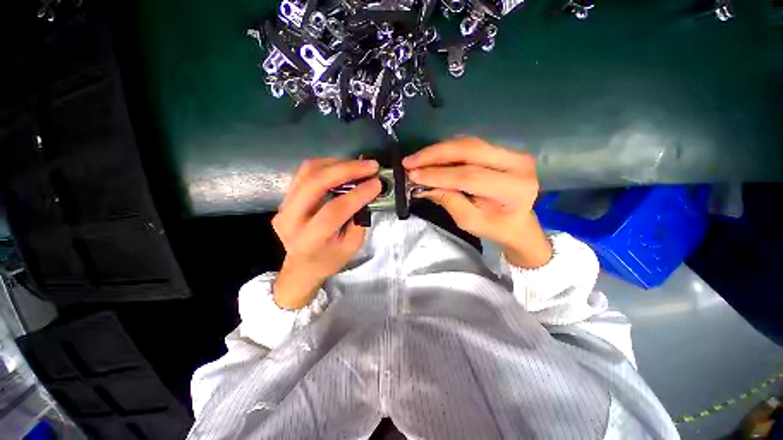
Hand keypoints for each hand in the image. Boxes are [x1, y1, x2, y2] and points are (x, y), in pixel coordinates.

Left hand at [272, 158, 381, 308]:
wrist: (302, 265)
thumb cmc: (329, 259)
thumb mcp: (351, 246)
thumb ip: (359, 220)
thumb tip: (368, 192)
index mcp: (309, 239)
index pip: (334, 210)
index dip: (357, 194)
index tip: (377, 183)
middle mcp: (290, 219)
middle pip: (316, 183)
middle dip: (347, 169)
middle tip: (370, 165)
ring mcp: (283, 206)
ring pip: (308, 172)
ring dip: (337, 163)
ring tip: (359, 165)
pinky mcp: (285, 197)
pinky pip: (305, 173)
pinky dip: (327, 165)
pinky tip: (343, 168)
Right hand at [403, 137, 551, 267]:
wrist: (518, 222)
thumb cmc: (495, 228)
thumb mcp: (469, 221)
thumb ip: (448, 200)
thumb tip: (422, 185)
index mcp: (514, 188)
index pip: (470, 176)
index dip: (438, 174)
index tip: (413, 175)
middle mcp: (518, 163)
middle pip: (469, 150)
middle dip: (435, 154)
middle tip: (410, 161)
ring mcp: (512, 152)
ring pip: (468, 144)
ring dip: (438, 150)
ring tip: (416, 159)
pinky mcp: (503, 150)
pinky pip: (470, 145)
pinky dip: (448, 150)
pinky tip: (432, 156)